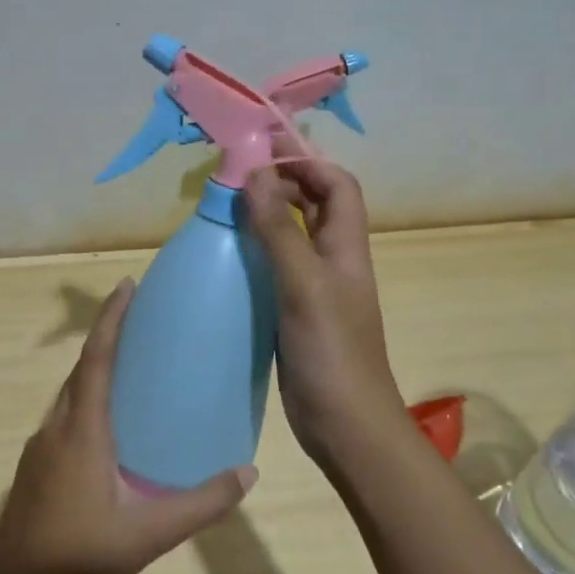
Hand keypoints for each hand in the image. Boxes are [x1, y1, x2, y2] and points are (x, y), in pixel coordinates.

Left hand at [0, 278, 257, 573]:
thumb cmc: (81, 558)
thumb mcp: (150, 534)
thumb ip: (201, 504)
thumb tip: (248, 473)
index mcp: (82, 432)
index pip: (96, 360)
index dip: (111, 320)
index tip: (126, 285)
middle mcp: (55, 429)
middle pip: (80, 370)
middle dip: (106, 338)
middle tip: (139, 320)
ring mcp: (39, 449)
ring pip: (68, 396)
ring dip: (94, 371)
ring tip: (130, 367)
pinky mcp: (33, 468)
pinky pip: (63, 418)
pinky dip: (86, 402)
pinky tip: (108, 427)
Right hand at [244, 161, 411, 474]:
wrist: (345, 425)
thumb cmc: (332, 352)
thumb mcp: (304, 285)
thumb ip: (280, 231)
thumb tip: (256, 174)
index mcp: (346, 248)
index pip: (337, 185)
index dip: (307, 161)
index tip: (264, 149)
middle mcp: (335, 261)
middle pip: (316, 205)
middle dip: (284, 181)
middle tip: (237, 174)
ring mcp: (316, 288)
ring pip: (295, 236)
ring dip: (268, 215)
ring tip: (228, 205)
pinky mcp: (297, 312)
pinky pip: (278, 268)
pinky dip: (257, 251)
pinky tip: (229, 255)